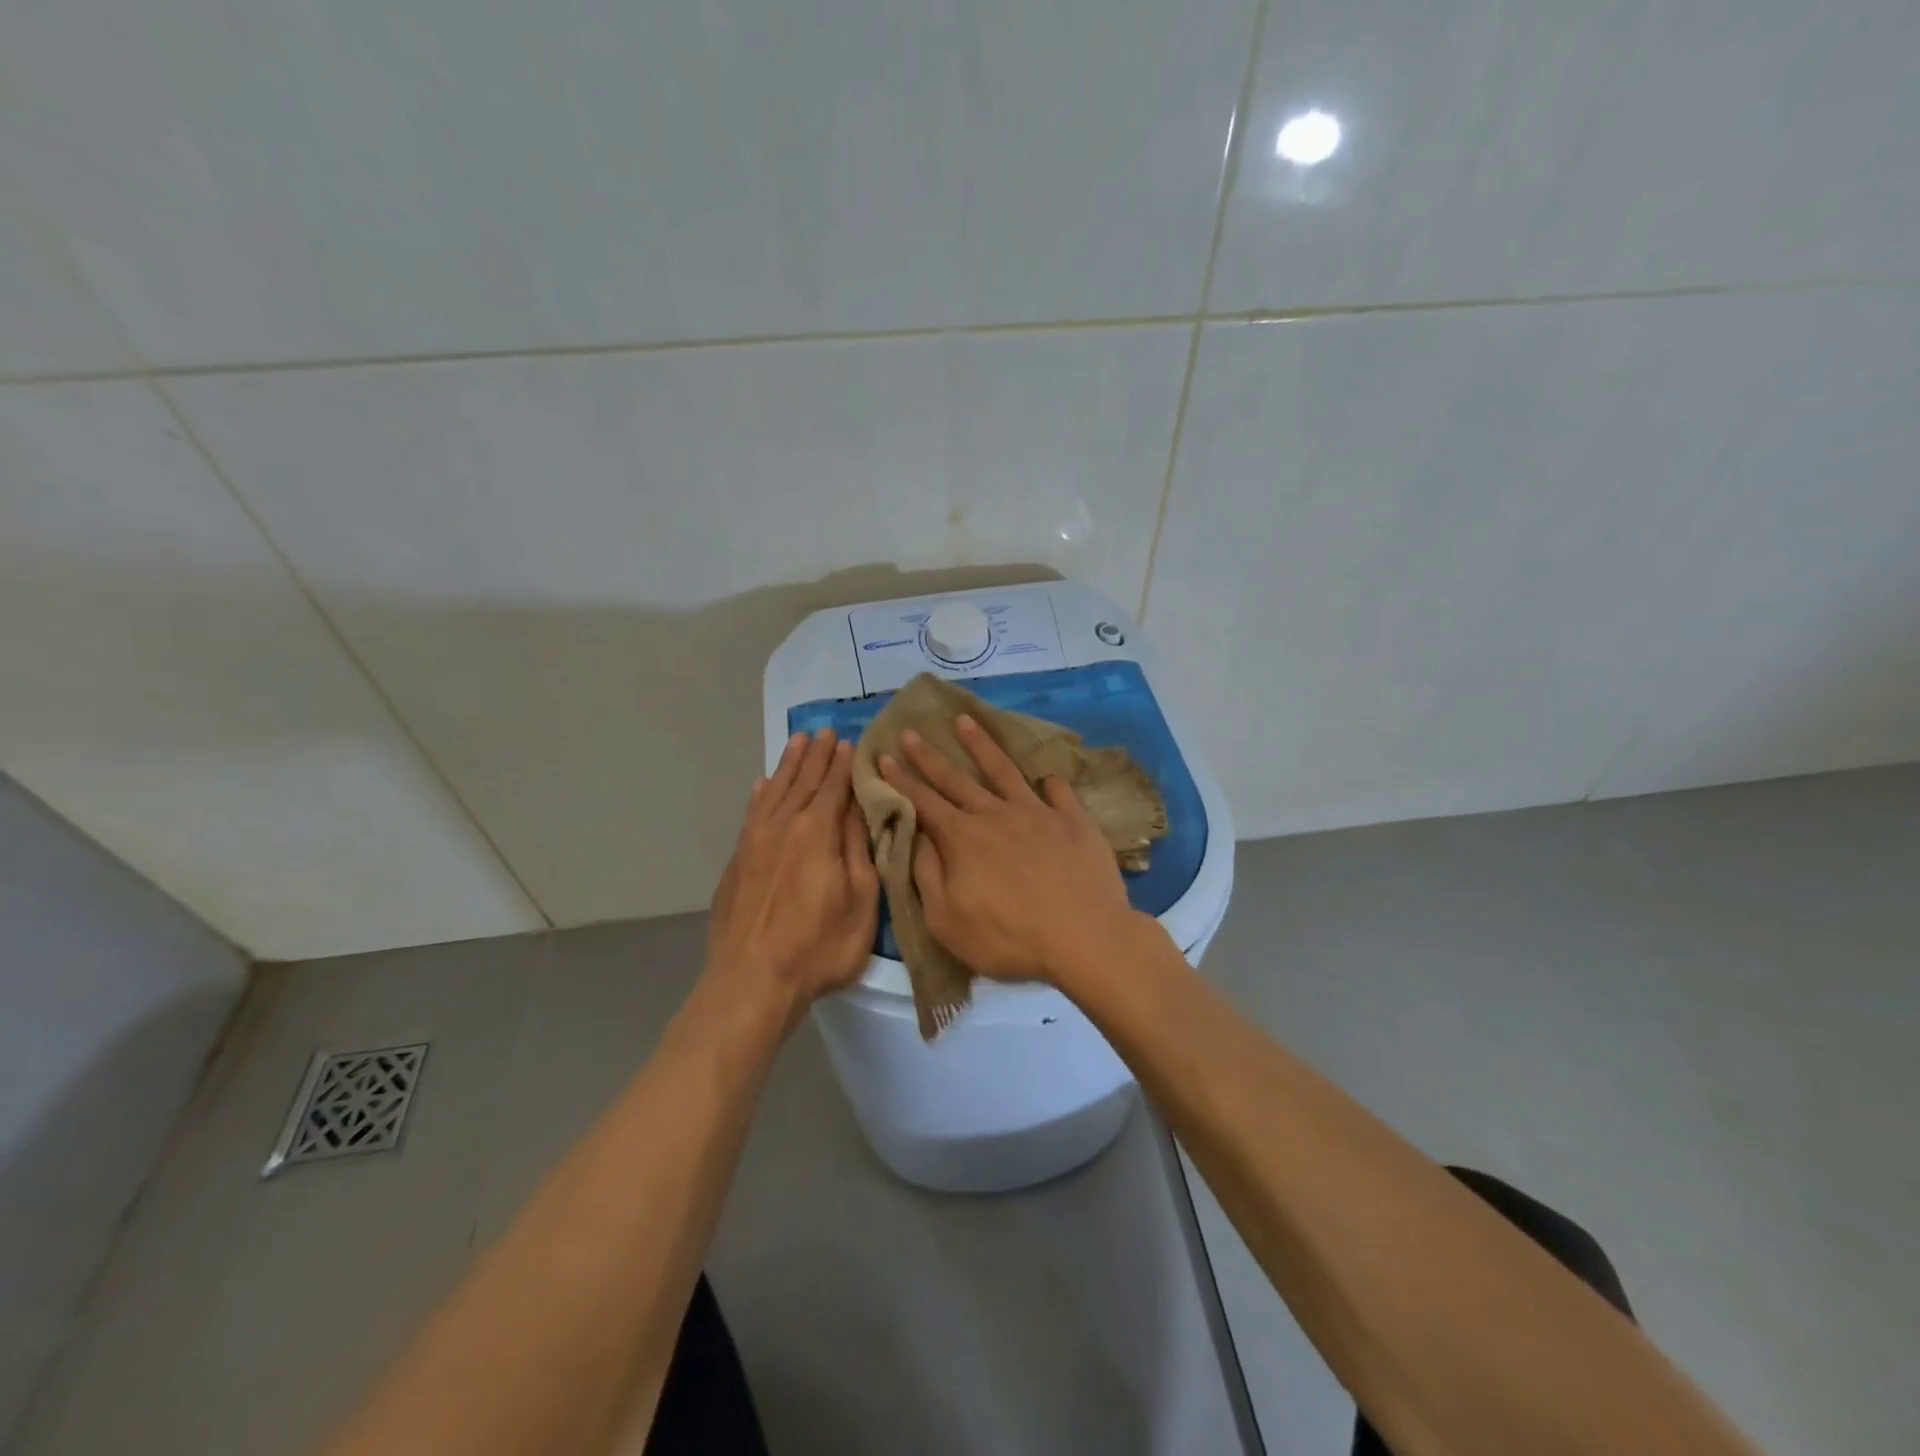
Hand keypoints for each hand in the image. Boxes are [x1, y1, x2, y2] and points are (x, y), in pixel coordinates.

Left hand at [705, 729, 878, 1021]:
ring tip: (798, 742)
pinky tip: (762, 785)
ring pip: (774, 790)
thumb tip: (861, 810)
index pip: (835, 786)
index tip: (850, 741)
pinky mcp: (737, 860)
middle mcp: (784, 825)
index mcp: (817, 832)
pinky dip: (760, 794)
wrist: (751, 980)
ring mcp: (755, 841)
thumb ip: (859, 851)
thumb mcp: (860, 901)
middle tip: (826, 732)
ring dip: (788, 765)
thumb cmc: (817, 946)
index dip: (844, 764)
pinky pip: (751, 813)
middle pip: (804, 781)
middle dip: (817, 756)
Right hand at [878, 714, 1139, 986]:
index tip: (884, 755)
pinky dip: (1048, 781)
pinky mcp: (1072, 820)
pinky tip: (1045, 777)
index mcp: (962, 838)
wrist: (1084, 937)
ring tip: (965, 720)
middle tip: (911, 730)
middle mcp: (995, 814)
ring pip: (1002, 769)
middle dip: (928, 755)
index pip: (923, 802)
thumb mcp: (947, 921)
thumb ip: (926, 875)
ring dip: (980, 744)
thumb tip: (915, 837)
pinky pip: (1057, 791)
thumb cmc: (1009, 938)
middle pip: (955, 778)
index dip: (901, 779)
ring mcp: (1036, 812)